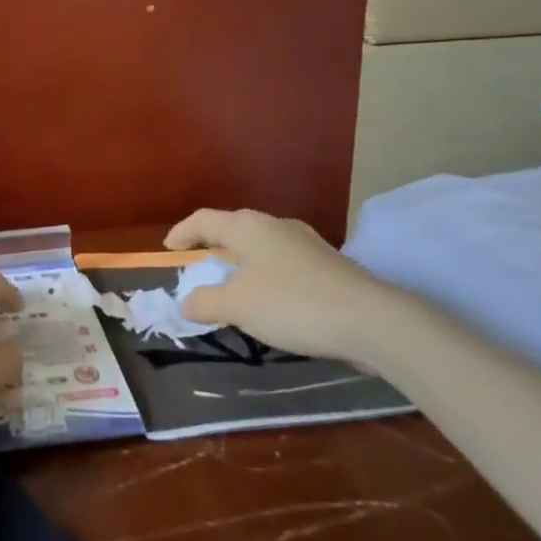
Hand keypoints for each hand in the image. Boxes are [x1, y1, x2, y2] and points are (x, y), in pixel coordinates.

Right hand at [164, 208, 408, 366]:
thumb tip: (186, 302)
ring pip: (261, 247)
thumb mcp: (237, 306)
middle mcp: (277, 226)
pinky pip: (283, 264)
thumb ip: (205, 302)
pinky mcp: (329, 266)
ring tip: (232, 287)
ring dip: (241, 263)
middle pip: (234, 229)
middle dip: (213, 247)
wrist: (372, 321)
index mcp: (248, 227)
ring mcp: (307, 244)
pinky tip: (270, 301)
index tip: (168, 249)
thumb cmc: (291, 304)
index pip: (204, 220)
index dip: (182, 232)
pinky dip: (266, 277)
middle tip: (199, 267)